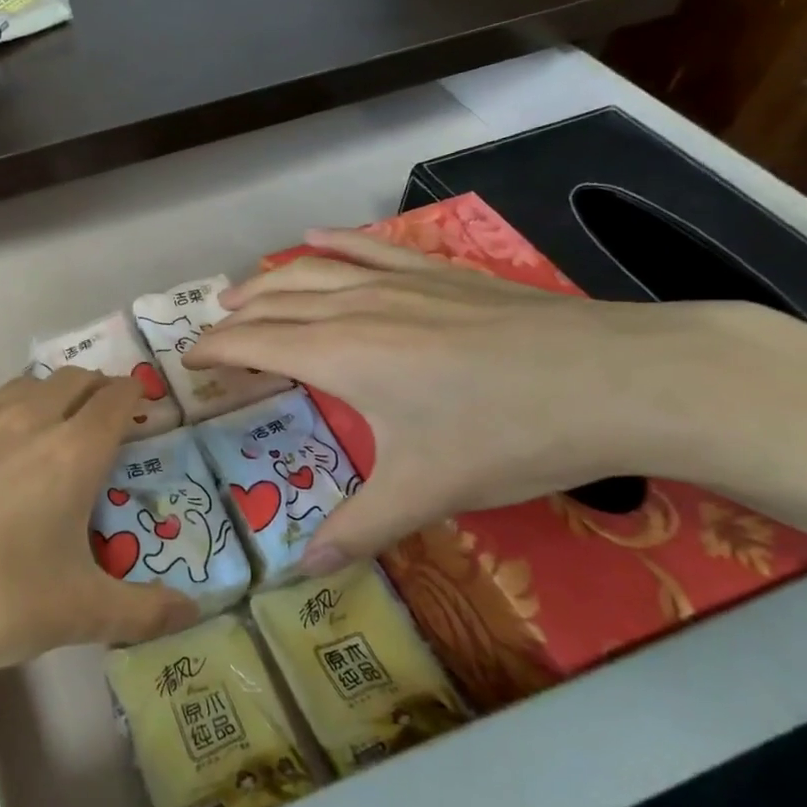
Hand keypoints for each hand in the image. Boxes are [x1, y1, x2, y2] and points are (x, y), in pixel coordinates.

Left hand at [0, 368, 198, 690]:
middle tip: (101, 422)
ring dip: (43, 399)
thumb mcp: (78, 615)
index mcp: (71, 450)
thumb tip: (193, 611)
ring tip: (45, 436)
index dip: (134, 395)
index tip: (142, 407)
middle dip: (94, 390)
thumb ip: (143, 612)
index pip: (115, 397)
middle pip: (70, 379)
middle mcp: (23, 421)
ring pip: (19, 389)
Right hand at [183, 228, 747, 571]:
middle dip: (236, 314)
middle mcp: (355, 307)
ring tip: (243, 289)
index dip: (216, 350)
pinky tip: (317, 236)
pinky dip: (335, 242)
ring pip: (314, 270)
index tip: (189, 360)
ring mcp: (399, 282)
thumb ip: (358, 529)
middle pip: (276, 301)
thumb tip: (302, 571)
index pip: (255, 343)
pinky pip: (370, 248)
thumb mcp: (426, 491)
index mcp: (340, 354)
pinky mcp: (440, 272)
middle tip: (212, 329)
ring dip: (271, 279)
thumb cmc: (507, 435)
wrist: (616, 379)